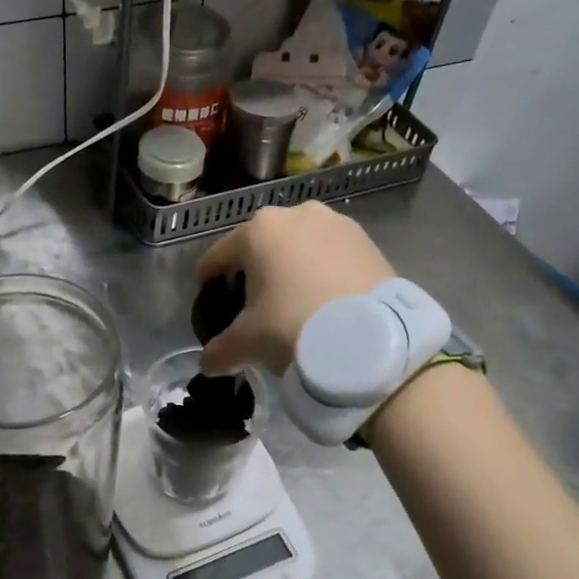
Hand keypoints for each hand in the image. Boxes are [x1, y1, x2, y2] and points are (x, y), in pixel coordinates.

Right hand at [195, 201, 396, 375]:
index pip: (219, 255)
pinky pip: (332, 256)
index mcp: (259, 230)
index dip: (208, 278)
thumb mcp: (248, 342)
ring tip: (292, 302)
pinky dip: (322, 273)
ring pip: (300, 247)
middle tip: (252, 304)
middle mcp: (297, 214)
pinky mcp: (368, 241)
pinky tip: (324, 301)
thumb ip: (221, 350)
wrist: (372, 338)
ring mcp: (337, 224)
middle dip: (254, 271)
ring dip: (291, 269)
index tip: (206, 294)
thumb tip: (208, 364)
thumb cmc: (295, 326)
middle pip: (262, 246)